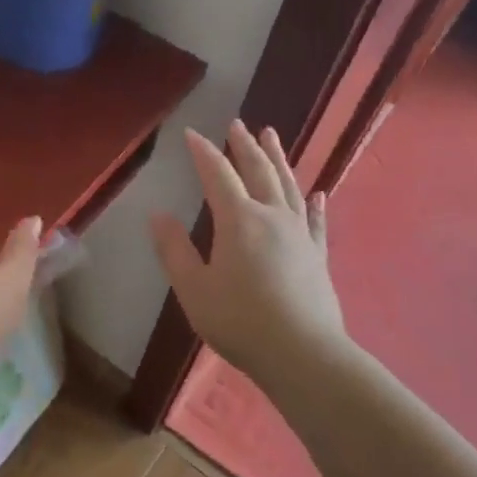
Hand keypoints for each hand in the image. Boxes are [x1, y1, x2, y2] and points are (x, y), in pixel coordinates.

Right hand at [150, 121, 346, 386]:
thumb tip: (158, 216)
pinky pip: (315, 220)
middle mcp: (272, 216)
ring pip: (288, 186)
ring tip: (271, 136)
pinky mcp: (317, 255)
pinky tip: (318, 193)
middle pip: (258, 171)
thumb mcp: (193, 288)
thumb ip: (174, 250)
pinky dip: (314, 203)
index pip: (217, 175)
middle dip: (244, 146)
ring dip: (278, 159)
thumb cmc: (239, 321)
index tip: (191, 133)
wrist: (302, 353)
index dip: (203, 152)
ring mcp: (300, 234)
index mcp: (239, 220)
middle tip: (238, 123)